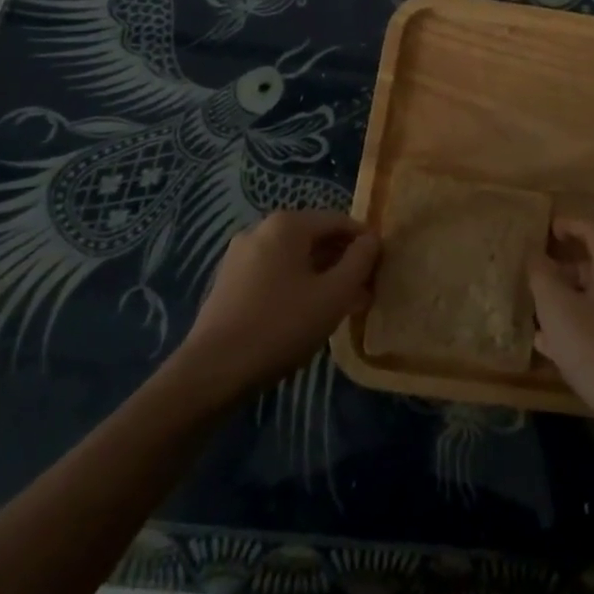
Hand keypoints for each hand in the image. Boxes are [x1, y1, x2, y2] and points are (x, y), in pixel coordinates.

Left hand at [177, 209, 378, 398]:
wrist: (212, 372)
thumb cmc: (281, 326)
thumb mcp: (334, 294)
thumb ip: (360, 261)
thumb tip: (372, 239)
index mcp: (287, 224)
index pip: (339, 221)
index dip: (365, 243)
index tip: (381, 269)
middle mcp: (261, 229)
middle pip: (315, 238)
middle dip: (343, 262)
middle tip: (364, 292)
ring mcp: (240, 255)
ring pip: (294, 258)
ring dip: (321, 276)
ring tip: (340, 307)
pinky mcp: (228, 282)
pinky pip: (274, 273)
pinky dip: (296, 285)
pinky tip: (305, 314)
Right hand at [529, 217, 593, 444]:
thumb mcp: (557, 309)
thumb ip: (542, 276)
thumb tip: (536, 254)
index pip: (592, 231)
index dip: (569, 226)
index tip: (549, 228)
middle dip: (566, 269)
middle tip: (539, 276)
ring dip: (570, 301)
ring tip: (540, 314)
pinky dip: (581, 326)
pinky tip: (555, 347)